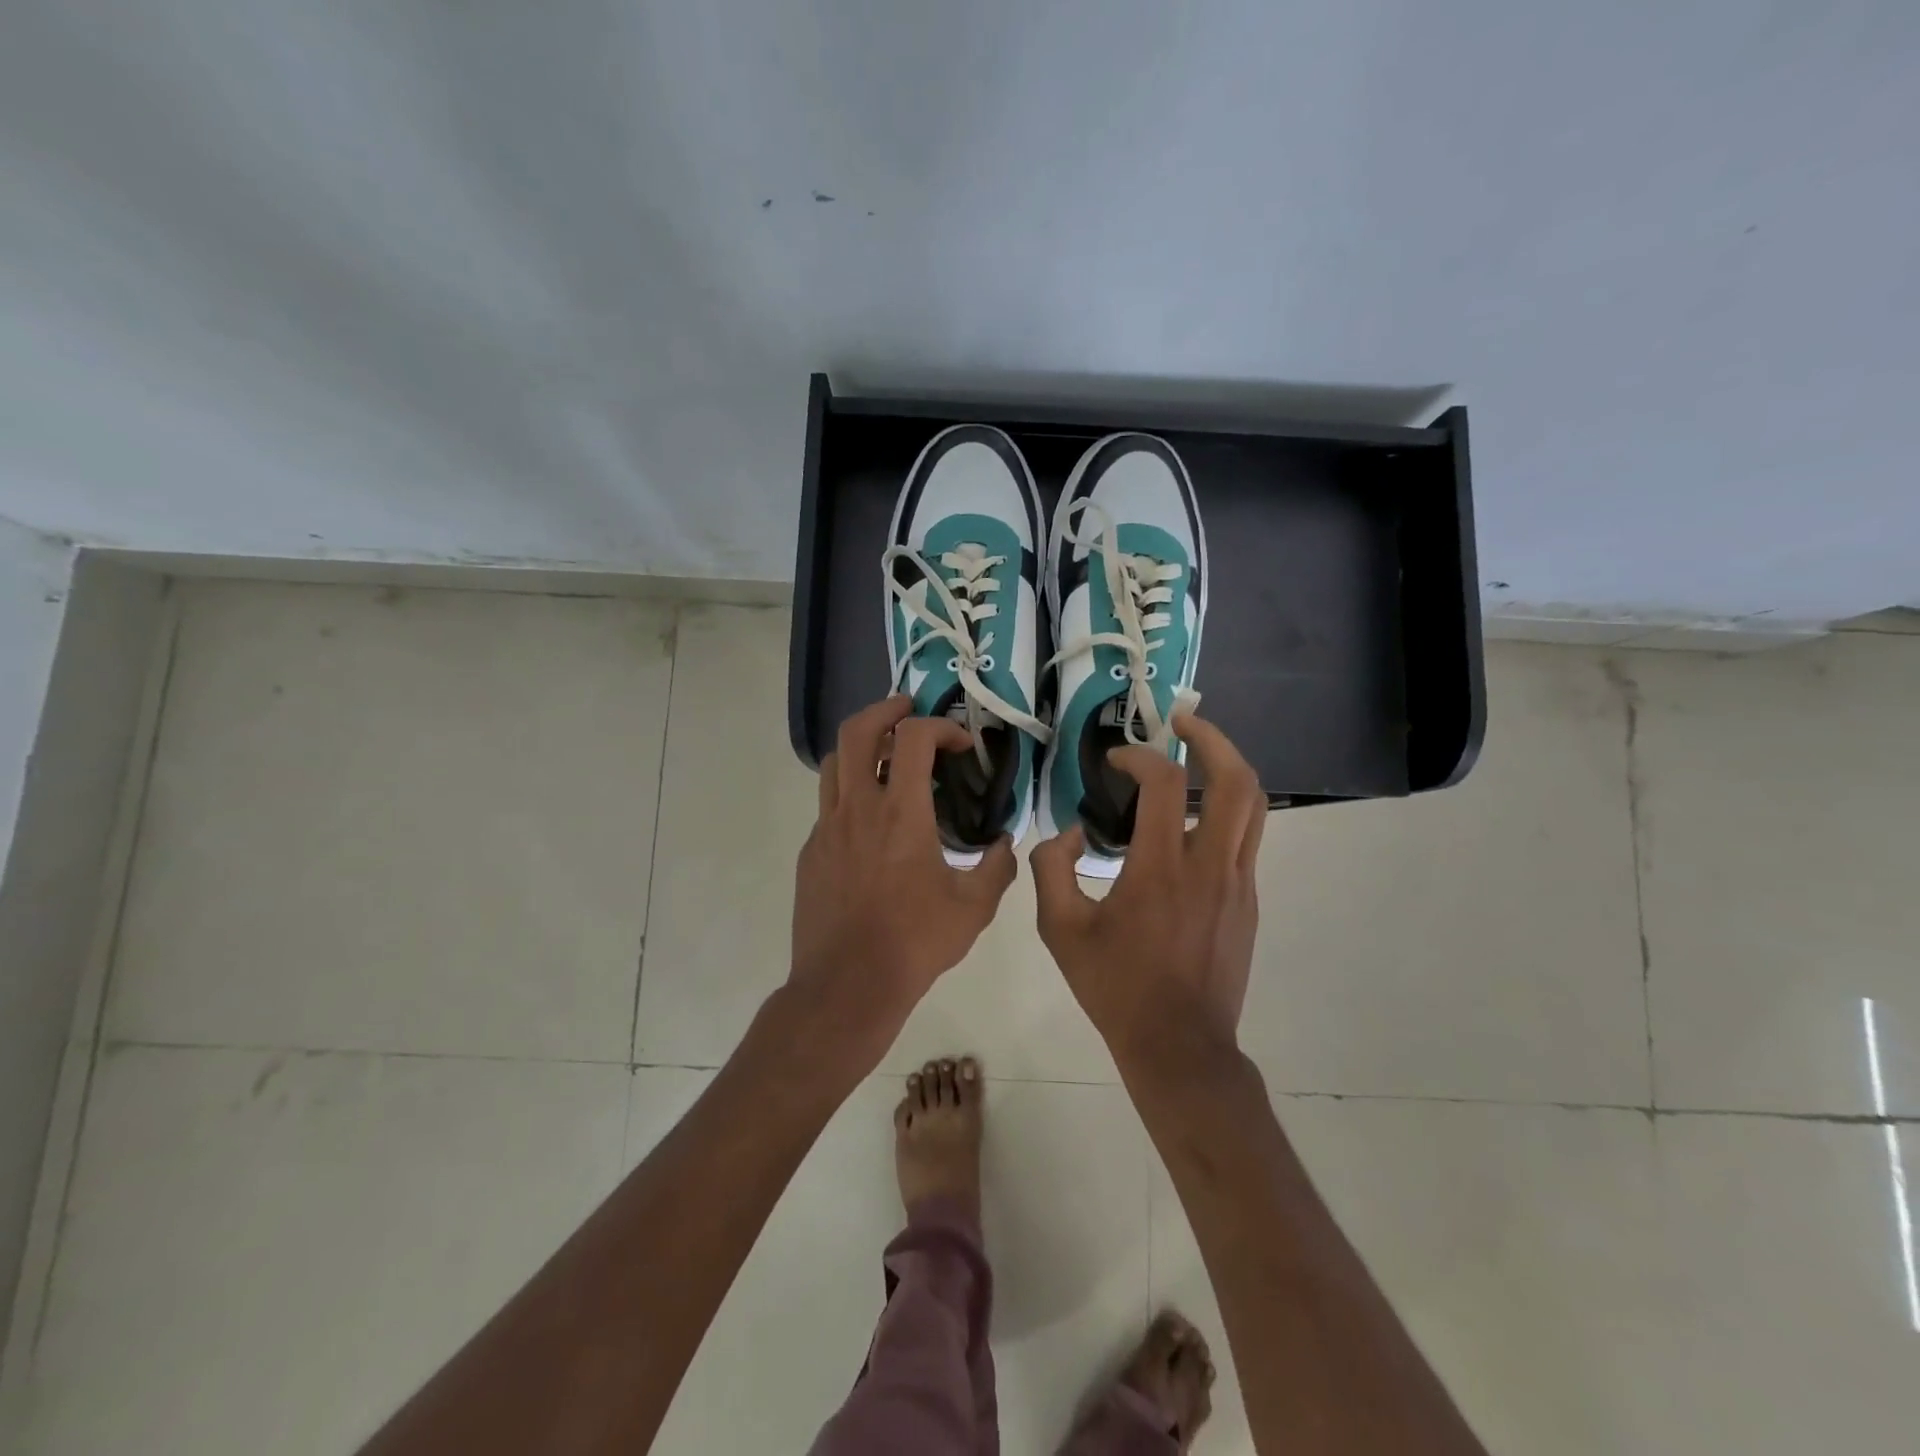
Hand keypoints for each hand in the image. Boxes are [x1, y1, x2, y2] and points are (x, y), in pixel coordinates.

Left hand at [790, 695, 1017, 1072]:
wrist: (847, 985)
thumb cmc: (915, 942)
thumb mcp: (974, 907)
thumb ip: (998, 866)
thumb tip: (1006, 843)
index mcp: (901, 813)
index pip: (913, 737)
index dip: (941, 726)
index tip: (962, 744)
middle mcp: (857, 808)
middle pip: (857, 732)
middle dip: (885, 710)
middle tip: (908, 708)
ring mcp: (826, 829)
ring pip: (833, 763)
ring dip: (860, 746)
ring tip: (884, 753)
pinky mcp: (811, 851)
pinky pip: (828, 805)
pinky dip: (850, 792)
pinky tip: (871, 820)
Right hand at [1031, 714, 1263, 1069]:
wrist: (1180, 1046)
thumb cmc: (1116, 987)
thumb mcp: (1060, 931)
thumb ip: (1051, 870)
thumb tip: (1065, 834)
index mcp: (1160, 869)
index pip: (1165, 784)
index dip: (1139, 757)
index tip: (1115, 760)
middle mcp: (1209, 866)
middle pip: (1236, 780)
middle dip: (1212, 738)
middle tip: (1182, 721)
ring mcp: (1237, 883)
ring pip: (1253, 806)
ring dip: (1228, 766)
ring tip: (1198, 751)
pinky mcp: (1248, 900)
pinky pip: (1245, 838)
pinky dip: (1225, 809)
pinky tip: (1194, 818)